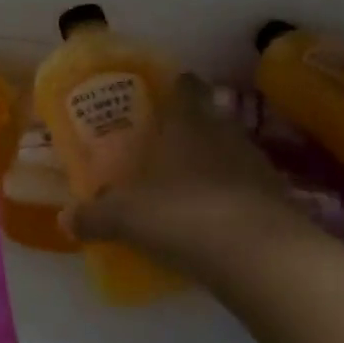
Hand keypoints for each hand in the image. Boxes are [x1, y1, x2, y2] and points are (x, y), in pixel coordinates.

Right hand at [65, 75, 310, 295]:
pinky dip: (234, 198)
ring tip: (191, 184)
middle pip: (211, 118)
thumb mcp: (126, 217)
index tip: (165, 92)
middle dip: (192, 128)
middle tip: (168, 144)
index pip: (186, 88)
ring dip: (215, 163)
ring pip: (232, 152)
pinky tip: (218, 219)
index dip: (177, 86)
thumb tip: (64, 220)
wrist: (260, 256)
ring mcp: (257, 165)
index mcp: (188, 124)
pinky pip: (249, 189)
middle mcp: (225, 134)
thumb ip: (94, 216)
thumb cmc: (183, 215)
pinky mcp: (278, 199)